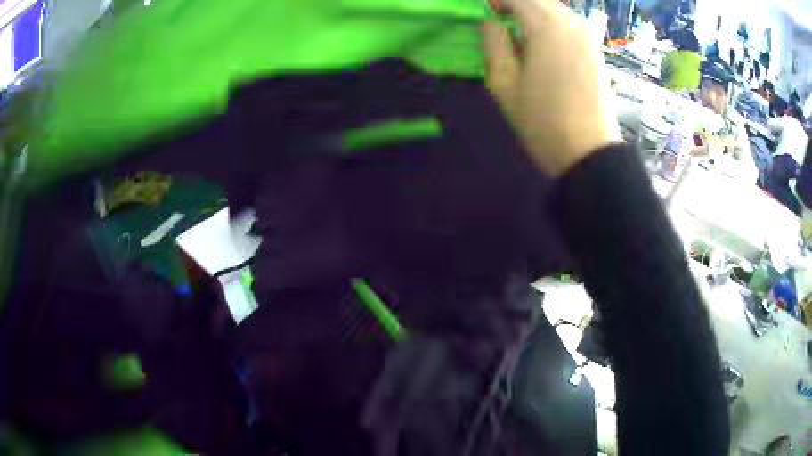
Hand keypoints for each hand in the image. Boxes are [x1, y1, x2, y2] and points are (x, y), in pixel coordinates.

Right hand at [482, 0, 620, 175]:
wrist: (590, 153)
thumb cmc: (542, 121)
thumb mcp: (504, 83)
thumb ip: (493, 43)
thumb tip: (490, 21)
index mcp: (545, 26)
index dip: (497, 1)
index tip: (485, 12)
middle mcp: (570, 22)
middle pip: (539, 0)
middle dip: (516, 5)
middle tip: (501, 21)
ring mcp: (587, 36)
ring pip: (556, 9)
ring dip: (535, 13)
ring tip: (521, 32)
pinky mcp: (596, 50)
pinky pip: (570, 23)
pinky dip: (553, 24)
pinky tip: (545, 43)